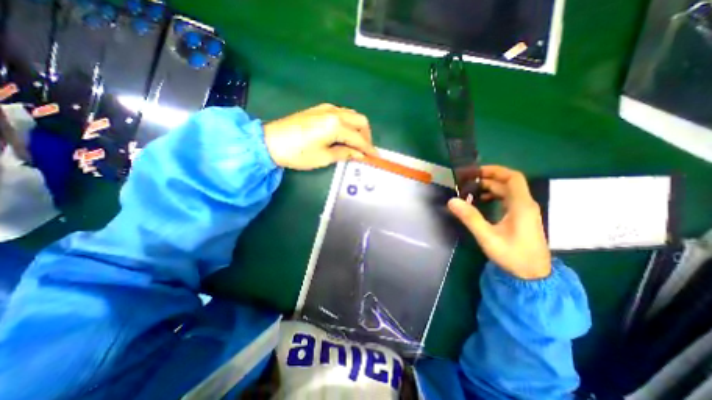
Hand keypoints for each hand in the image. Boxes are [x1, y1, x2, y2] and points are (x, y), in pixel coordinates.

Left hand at [264, 102, 377, 167]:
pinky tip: (344, 134)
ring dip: (358, 129)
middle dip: (366, 136)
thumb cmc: (298, 153)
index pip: (359, 138)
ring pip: (352, 116)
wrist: (270, 141)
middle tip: (365, 151)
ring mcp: (327, 108)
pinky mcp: (319, 109)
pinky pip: (342, 114)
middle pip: (360, 121)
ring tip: (356, 144)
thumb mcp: (324, 157)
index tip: (375, 157)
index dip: (368, 149)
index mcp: (336, 125)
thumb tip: (359, 155)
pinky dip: (348, 124)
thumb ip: (345, 153)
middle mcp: (335, 112)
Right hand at [447, 164, 552, 278]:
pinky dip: (494, 196)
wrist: (534, 276)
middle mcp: (525, 204)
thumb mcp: (487, 236)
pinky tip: (482, 202)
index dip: (495, 171)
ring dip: (490, 188)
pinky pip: (507, 200)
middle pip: (508, 183)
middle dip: (487, 180)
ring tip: (471, 192)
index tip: (476, 172)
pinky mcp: (521, 218)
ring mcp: (524, 211)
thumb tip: (452, 200)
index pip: (513, 178)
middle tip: (467, 183)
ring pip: (507, 192)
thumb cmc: (512, 255)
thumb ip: (470, 217)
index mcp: (521, 205)